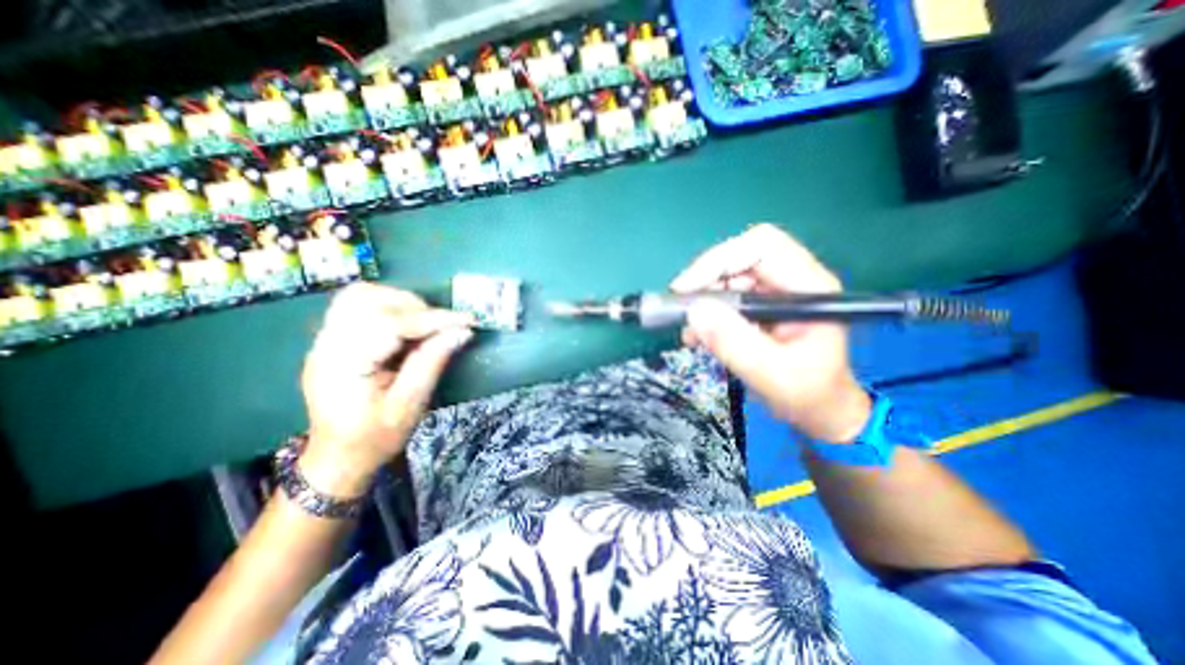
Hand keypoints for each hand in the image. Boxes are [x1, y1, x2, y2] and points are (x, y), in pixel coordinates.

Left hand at [298, 283, 474, 496]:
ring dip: (400, 302)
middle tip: (444, 325)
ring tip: (427, 323)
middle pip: (367, 299)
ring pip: (360, 296)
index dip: (432, 319)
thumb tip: (463, 332)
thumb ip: (432, 362)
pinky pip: (359, 306)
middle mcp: (326, 345)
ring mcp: (325, 340)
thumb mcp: (410, 405)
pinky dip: (389, 307)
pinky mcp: (333, 339)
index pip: (389, 324)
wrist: (338, 457)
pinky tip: (408, 326)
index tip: (467, 320)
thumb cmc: (374, 438)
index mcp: (343, 365)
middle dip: (415, 306)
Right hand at [675, 224, 867, 441]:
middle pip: (739, 257)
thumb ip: (735, 344)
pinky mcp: (758, 306)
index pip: (762, 246)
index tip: (686, 289)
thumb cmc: (807, 394)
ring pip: (727, 276)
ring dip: (702, 299)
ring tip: (691, 331)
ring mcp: (773, 292)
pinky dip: (705, 312)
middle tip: (682, 310)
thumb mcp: (771, 374)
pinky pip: (724, 296)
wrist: (818, 410)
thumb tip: (693, 312)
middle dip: (705, 281)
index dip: (720, 260)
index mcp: (808, 287)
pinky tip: (696, 335)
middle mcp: (791, 281)